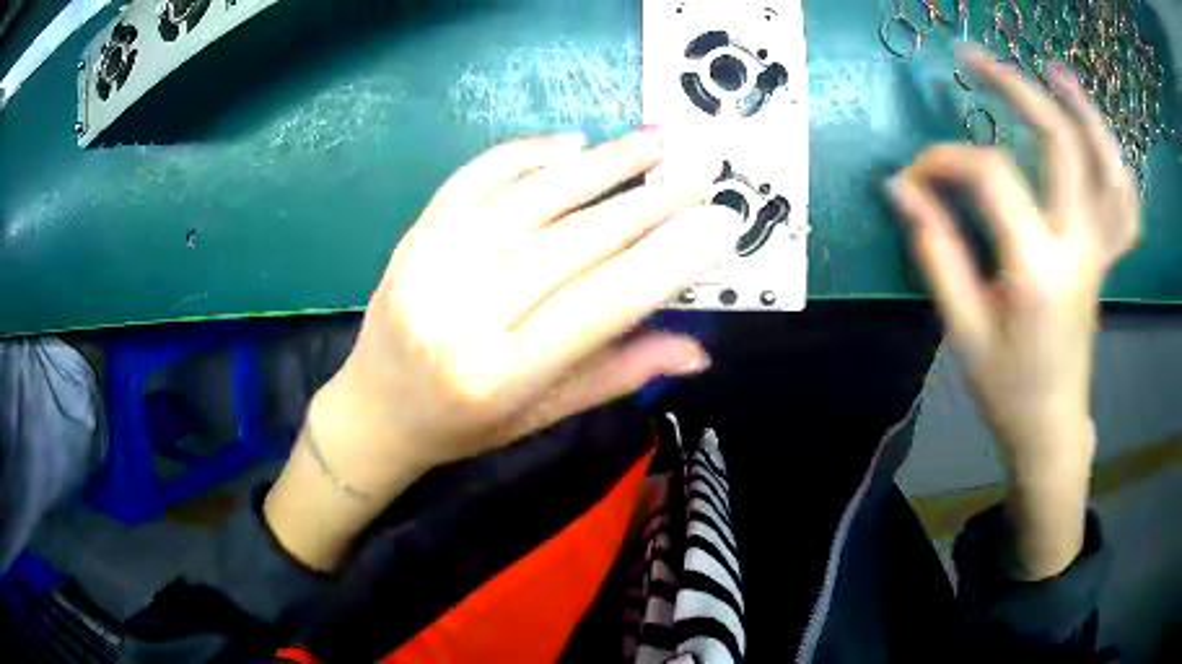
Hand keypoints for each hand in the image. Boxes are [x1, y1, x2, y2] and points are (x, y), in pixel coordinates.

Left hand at [266, 129, 735, 568]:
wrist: (373, 411)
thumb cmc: (462, 426)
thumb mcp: (541, 416)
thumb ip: (618, 374)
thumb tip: (699, 350)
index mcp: (500, 374)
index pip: (600, 305)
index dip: (667, 261)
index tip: (720, 226)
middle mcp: (461, 313)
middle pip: (571, 242)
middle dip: (647, 203)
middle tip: (699, 174)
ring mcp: (429, 265)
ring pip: (529, 198)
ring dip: (600, 164)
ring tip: (655, 139)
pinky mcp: (413, 236)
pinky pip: (475, 178)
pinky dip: (527, 153)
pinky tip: (573, 143)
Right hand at [887, 45, 1138, 578]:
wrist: (1052, 427)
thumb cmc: (1007, 390)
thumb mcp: (962, 329)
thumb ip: (935, 252)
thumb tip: (902, 190)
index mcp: (1038, 270)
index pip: (992, 177)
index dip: (946, 160)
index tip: (916, 173)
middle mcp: (1077, 248)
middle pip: (1060, 143)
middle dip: (1016, 88)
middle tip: (975, 60)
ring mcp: (1098, 251)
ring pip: (1105, 165)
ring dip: (1083, 111)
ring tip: (1053, 74)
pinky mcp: (1104, 258)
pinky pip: (1123, 204)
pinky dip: (1113, 162)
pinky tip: (1095, 137)